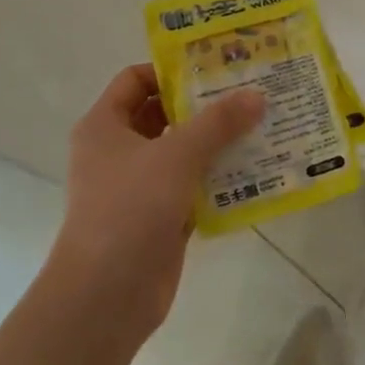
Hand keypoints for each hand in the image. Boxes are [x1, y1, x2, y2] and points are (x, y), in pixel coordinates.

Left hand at [46, 64, 264, 345]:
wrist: (106, 297)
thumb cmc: (130, 209)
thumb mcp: (177, 155)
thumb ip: (217, 123)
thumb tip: (256, 94)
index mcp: (104, 126)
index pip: (135, 80)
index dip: (170, 70)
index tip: (214, 68)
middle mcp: (117, 152)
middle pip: (162, 114)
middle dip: (203, 106)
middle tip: (247, 93)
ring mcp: (137, 187)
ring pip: (181, 153)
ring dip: (215, 142)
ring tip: (260, 126)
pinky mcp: (158, 219)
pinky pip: (192, 188)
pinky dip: (217, 179)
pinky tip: (255, 171)